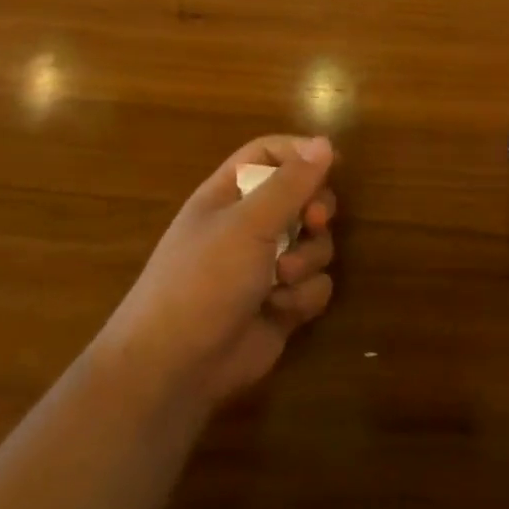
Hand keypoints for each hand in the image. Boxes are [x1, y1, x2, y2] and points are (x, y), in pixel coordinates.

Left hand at [99, 135, 337, 409]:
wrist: (176, 366)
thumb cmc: (203, 279)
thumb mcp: (247, 223)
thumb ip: (290, 183)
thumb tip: (324, 142)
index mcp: (229, 195)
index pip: (269, 154)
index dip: (300, 153)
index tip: (332, 161)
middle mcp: (249, 226)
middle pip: (303, 198)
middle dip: (315, 211)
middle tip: (314, 222)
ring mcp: (267, 266)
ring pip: (316, 244)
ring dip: (307, 260)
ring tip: (281, 279)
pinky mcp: (282, 303)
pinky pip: (315, 285)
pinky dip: (302, 296)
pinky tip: (279, 310)